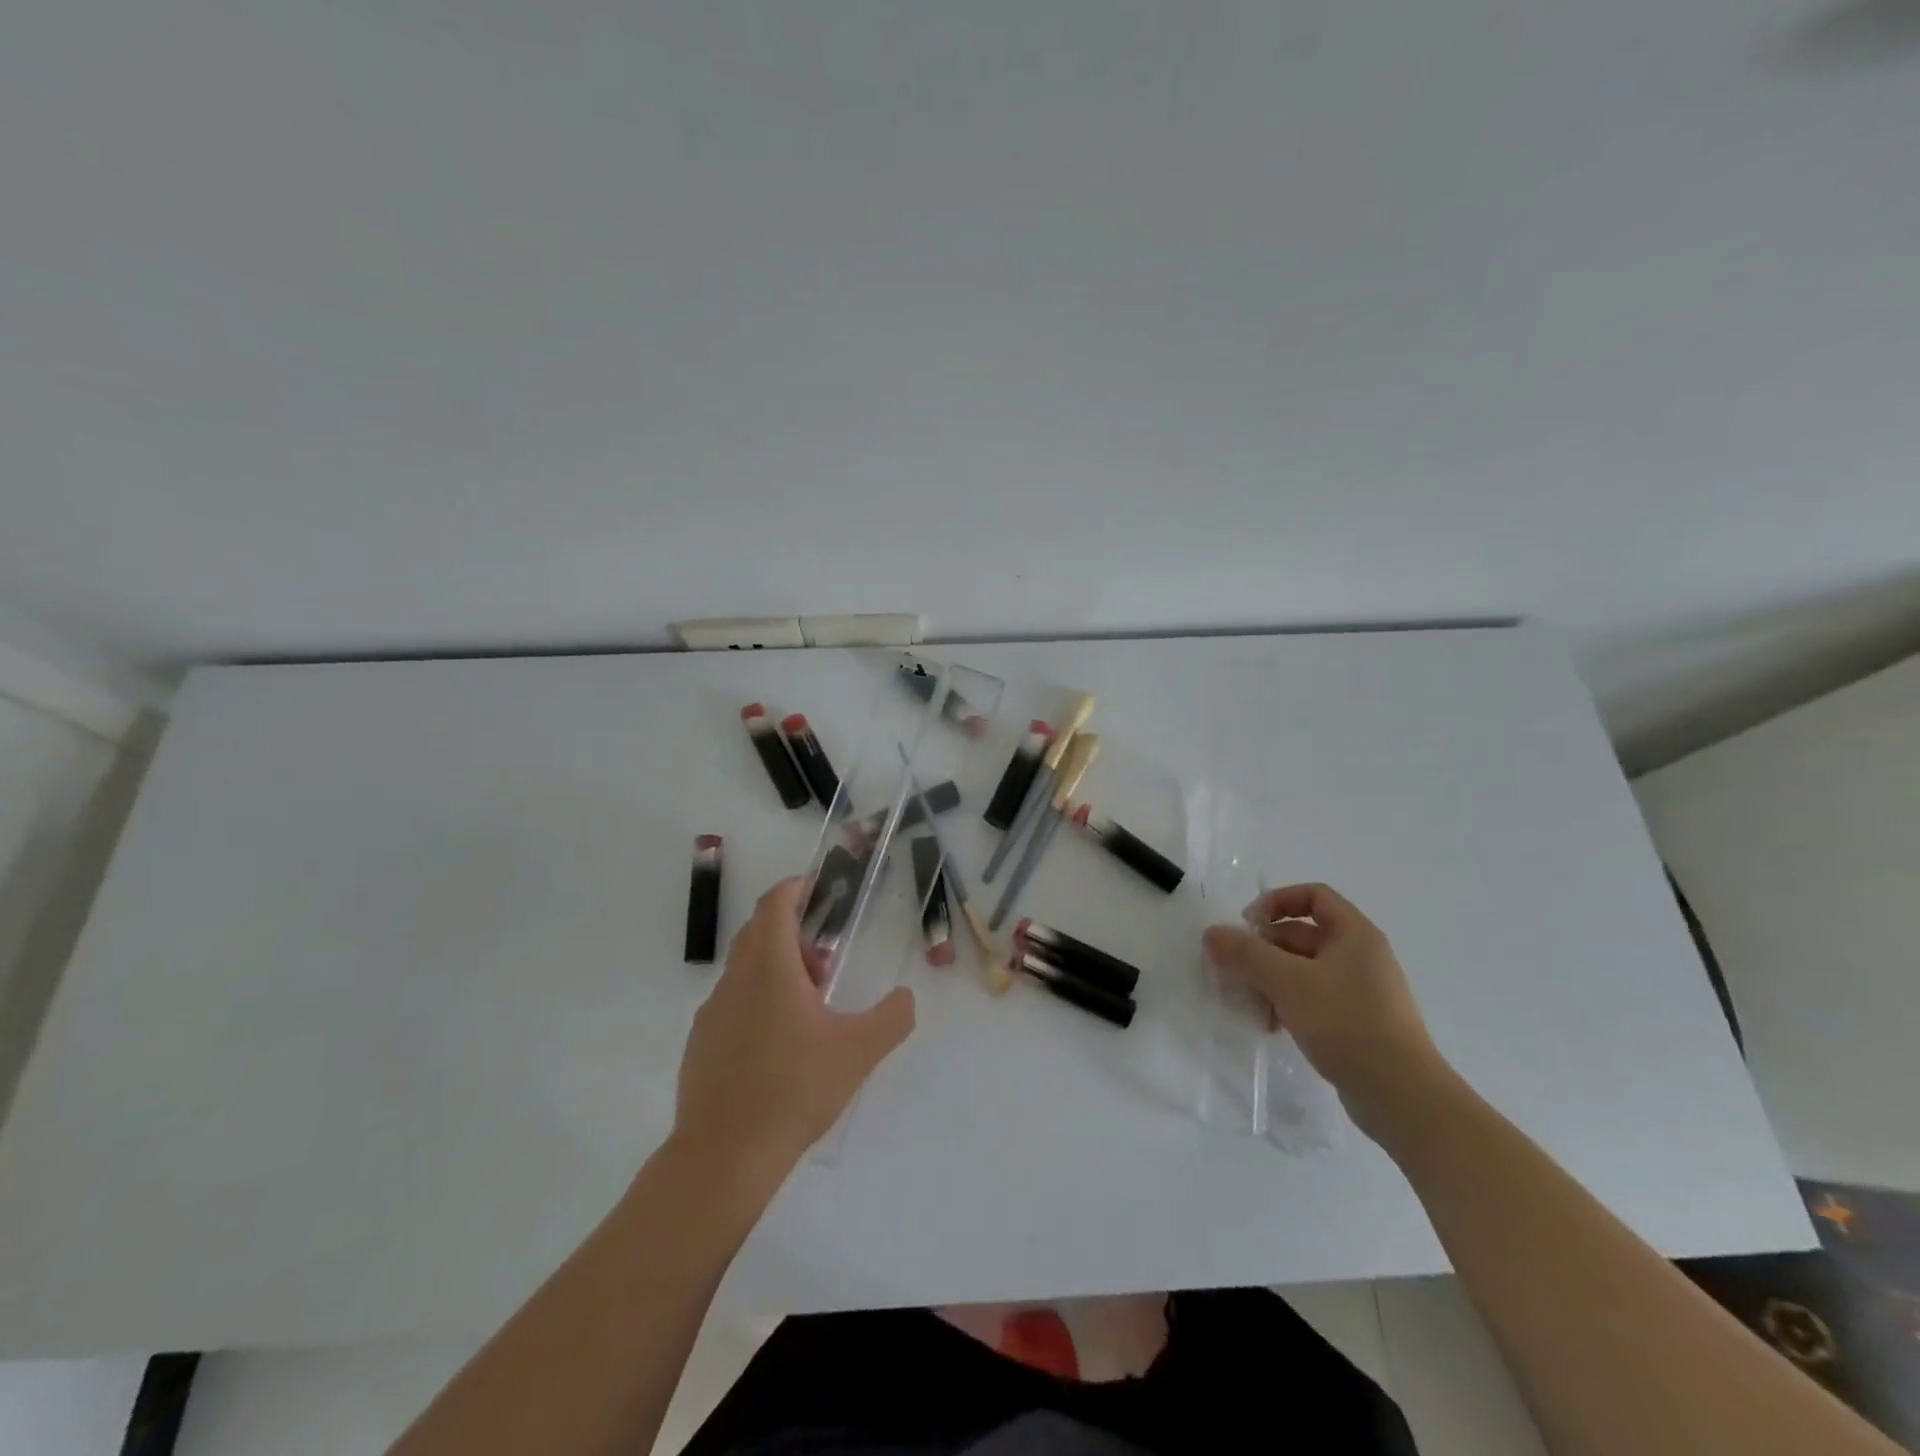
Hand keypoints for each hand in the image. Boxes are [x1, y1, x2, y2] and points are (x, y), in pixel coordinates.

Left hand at [673, 877, 915, 1188]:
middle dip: (791, 933)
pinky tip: (776, 1045)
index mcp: (771, 969)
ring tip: (807, 1009)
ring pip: (744, 969)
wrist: (724, 1156)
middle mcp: (736, 980)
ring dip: (775, 969)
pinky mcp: (700, 1042)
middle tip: (823, 964)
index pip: (774, 906)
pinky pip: (731, 1002)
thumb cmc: (794, 1090)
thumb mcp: (859, 1052)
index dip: (792, 889)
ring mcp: (712, 1012)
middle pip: (757, 932)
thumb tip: (906, 998)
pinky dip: (755, 1000)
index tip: (814, 888)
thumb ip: (892, 1018)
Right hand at [1202, 883, 1448, 1138]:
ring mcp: (1360, 992)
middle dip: (1263, 949)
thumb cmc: (1346, 1023)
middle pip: (1302, 935)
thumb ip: (1246, 953)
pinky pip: (1313, 999)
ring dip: (1270, 980)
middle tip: (1234, 970)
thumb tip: (1212, 933)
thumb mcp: (1288, 981)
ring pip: (1303, 970)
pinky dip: (1287, 1004)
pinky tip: (1269, 1026)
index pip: (1313, 896)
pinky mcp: (1357, 1023)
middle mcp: (1360, 956)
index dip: (1277, 901)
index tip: (1248, 924)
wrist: (1402, 1096)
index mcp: (1355, 934)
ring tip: (1248, 1003)